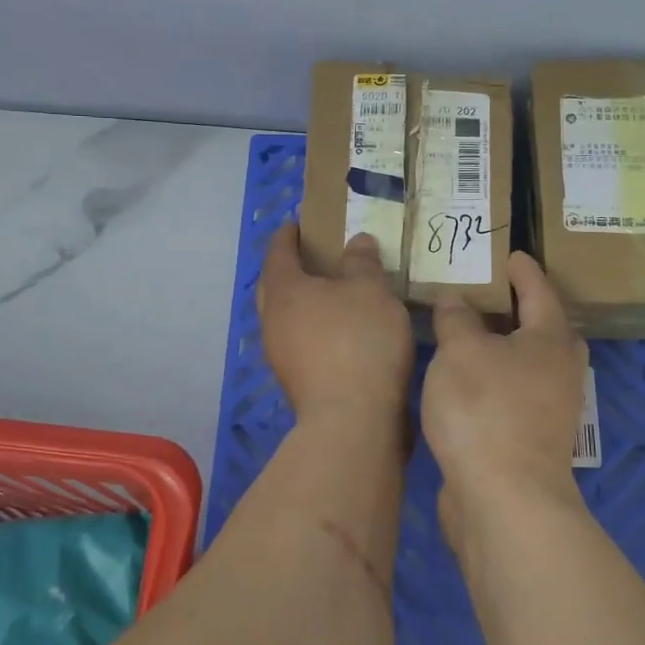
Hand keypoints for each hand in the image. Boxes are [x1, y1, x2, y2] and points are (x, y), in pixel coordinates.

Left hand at [258, 223, 413, 422]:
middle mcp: (273, 321)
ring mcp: (281, 355)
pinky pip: (299, 341)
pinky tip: (339, 331)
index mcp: (284, 290)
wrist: (352, 420)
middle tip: (311, 256)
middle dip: (288, 268)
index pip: (279, 252)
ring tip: (331, 293)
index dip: (288, 235)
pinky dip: (313, 328)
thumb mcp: (371, 291)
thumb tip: (356, 241)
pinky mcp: (297, 382)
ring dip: (302, 302)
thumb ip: (362, 262)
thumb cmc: (359, 342)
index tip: (297, 224)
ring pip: (285, 317)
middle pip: (274, 285)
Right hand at [422, 252, 586, 547]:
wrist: (504, 498)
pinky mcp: (532, 439)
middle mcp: (559, 371)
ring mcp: (550, 410)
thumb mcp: (460, 351)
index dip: (524, 271)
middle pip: (547, 331)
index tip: (512, 255)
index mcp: (550, 340)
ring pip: (531, 365)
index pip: (539, 292)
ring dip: (507, 348)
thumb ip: (456, 319)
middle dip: (525, 311)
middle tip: (495, 296)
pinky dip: (496, 379)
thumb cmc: (485, 409)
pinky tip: (467, 381)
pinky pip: (515, 394)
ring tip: (472, 336)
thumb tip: (456, 299)